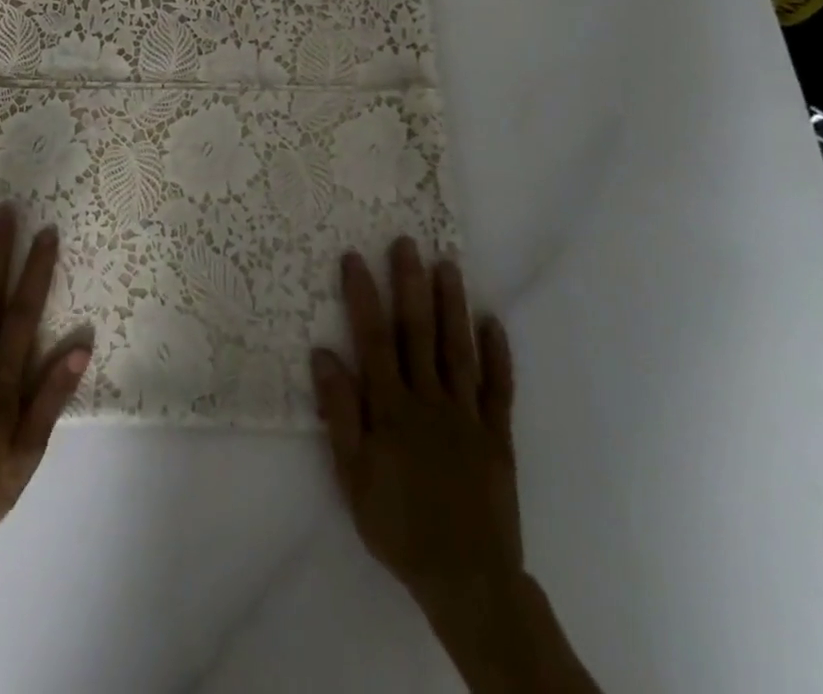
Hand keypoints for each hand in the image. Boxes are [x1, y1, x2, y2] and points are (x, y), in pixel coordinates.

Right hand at [312, 239, 521, 613]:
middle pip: (419, 333)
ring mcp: (468, 415)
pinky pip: (499, 388)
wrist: (468, 581)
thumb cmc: (399, 525)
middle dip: (411, 284)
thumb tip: (323, 354)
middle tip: (407, 242)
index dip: (363, 296)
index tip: (354, 257)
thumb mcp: (352, 477)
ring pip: (458, 349)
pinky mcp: (498, 435)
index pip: (374, 340)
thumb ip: (339, 414)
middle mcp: (430, 400)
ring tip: (447, 264)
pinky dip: (498, 354)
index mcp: (392, 409)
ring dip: (452, 304)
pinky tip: (493, 321)